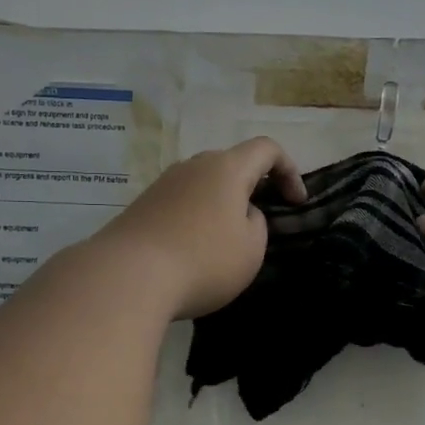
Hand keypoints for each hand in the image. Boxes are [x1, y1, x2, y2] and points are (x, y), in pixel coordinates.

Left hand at [90, 137, 305, 319]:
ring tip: (226, 240)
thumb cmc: (204, 260)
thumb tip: (241, 214)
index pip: (267, 149)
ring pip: (204, 184)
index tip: (296, 203)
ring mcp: (164, 183)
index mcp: (227, 168)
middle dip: (253, 187)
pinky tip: (194, 250)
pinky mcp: (143, 205)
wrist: (128, 276)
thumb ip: (257, 223)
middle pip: (232, 164)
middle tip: (262, 220)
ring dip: (222, 204)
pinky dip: (197, 218)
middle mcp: (194, 165)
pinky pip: (181, 202)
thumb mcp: (252, 249)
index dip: (289, 170)